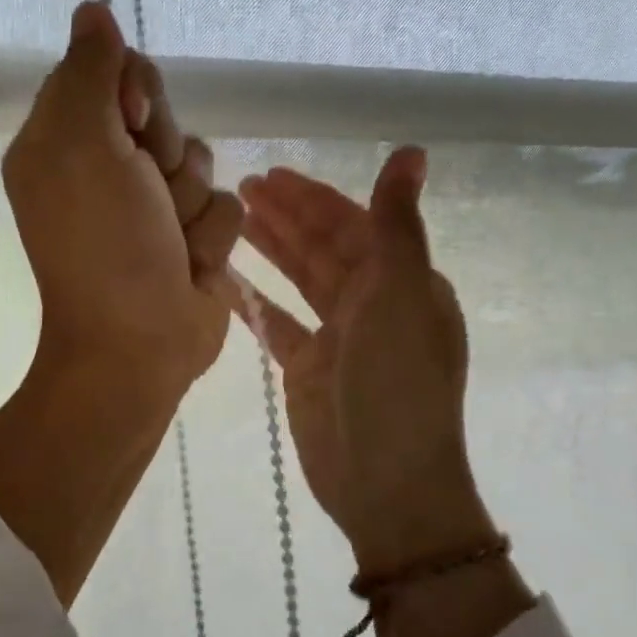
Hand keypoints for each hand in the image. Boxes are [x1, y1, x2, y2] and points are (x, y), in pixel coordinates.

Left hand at [0, 1, 241, 605]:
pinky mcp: (193, 237)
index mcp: (66, 139)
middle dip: (164, 154)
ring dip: (189, 204)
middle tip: (145, 192)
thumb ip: (90, 73)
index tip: (129, 126)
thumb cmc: (102, 243)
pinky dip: (208, 239)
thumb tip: (91, 9)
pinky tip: (189, 267)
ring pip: (200, 161)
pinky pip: (226, 207)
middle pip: (162, 115)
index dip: (133, 95)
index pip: (115, 73)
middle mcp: (107, 166)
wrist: (139, 343)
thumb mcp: (82, 144)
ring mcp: (153, 205)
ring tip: (167, 243)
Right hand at [238, 148, 534, 636]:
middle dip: (285, 216)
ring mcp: (338, 337)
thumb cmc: (398, 385)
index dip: (313, 198)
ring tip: (230, 218)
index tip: (272, 175)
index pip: (354, 224)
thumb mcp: (402, 296)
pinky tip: (224, 277)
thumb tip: (412, 151)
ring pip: (299, 279)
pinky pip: (277, 322)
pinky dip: (254, 300)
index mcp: (403, 282)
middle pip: (322, 247)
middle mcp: (373, 304)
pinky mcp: (307, 368)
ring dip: (270, 248)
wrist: (385, 485)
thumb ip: (398, 224)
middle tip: (238, 187)